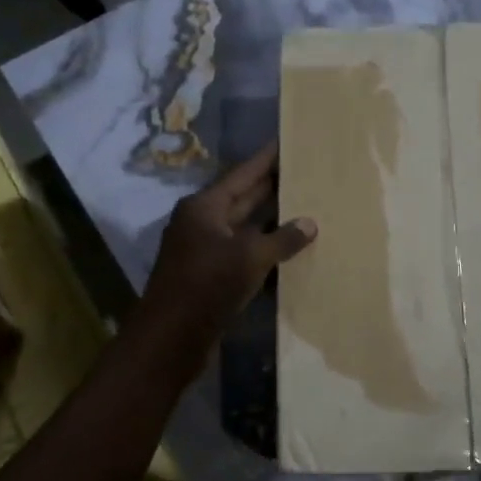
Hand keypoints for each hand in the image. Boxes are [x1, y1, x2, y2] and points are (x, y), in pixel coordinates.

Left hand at [135, 142, 316, 346]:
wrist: (171, 338)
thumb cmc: (208, 285)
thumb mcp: (250, 257)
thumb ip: (282, 239)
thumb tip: (310, 223)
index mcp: (204, 207)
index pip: (242, 174)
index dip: (266, 159)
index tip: (287, 143)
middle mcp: (202, 222)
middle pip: (243, 198)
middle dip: (273, 187)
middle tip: (305, 173)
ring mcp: (204, 250)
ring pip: (245, 228)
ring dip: (272, 222)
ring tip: (306, 207)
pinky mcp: (210, 276)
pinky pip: (243, 254)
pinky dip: (265, 251)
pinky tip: (291, 251)